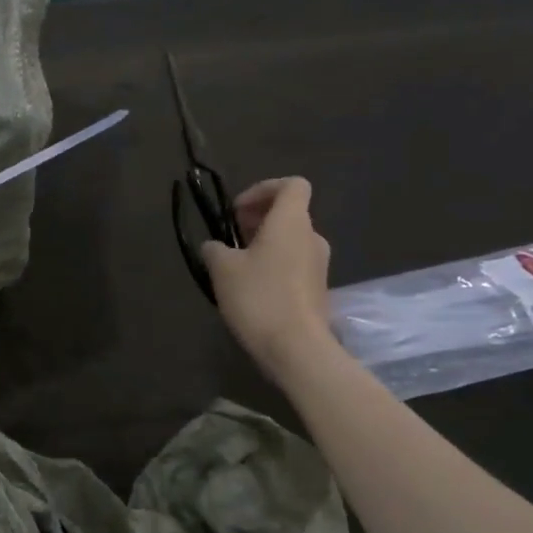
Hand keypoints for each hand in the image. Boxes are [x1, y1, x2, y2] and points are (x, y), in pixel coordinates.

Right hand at [201, 177, 334, 375]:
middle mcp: (311, 237)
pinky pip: (293, 264)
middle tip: (231, 238)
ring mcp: (318, 264)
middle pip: (289, 213)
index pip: (291, 185)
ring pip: (290, 240)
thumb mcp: (222, 269)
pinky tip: (250, 288)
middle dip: (258, 219)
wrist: (296, 347)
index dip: (262, 189)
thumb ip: (215, 249)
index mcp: (291, 222)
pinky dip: (272, 265)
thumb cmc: (259, 297)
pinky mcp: (316, 289)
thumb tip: (214, 246)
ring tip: (235, 266)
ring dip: (263, 244)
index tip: (237, 211)